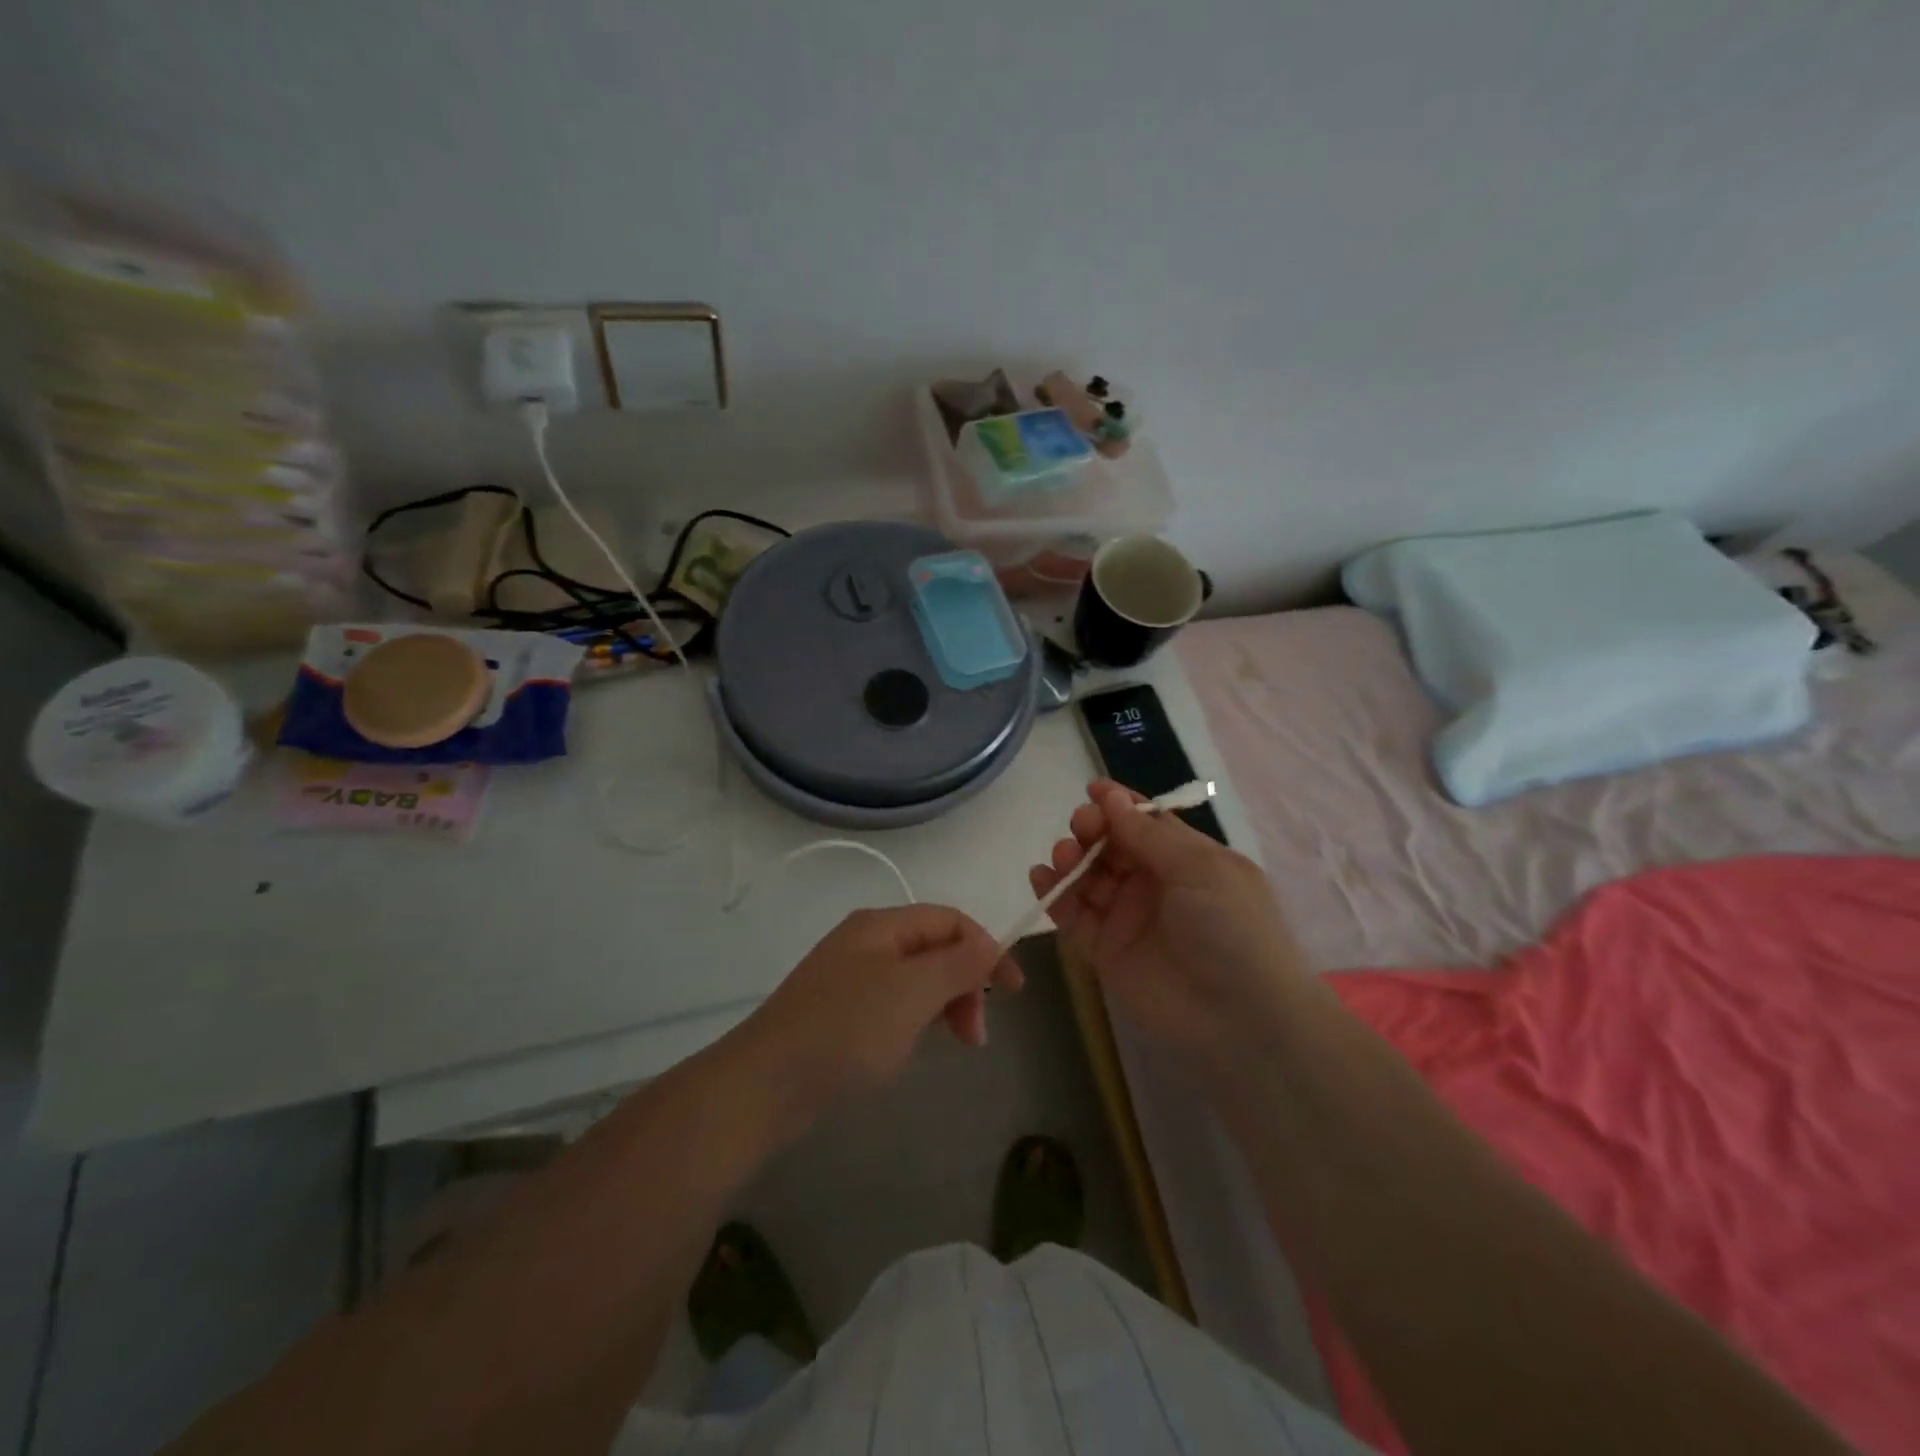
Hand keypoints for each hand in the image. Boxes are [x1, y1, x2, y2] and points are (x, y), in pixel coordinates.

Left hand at [733, 906, 1022, 1130]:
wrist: (764, 1085)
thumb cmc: (846, 1030)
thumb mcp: (912, 991)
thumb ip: (958, 963)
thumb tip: (991, 943)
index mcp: (882, 925)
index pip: (950, 920)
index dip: (987, 948)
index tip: (1014, 992)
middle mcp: (866, 942)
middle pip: (935, 947)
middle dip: (966, 982)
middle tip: (976, 1034)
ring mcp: (850, 977)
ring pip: (916, 978)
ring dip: (944, 1004)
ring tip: (954, 1043)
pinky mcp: (839, 1012)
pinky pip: (893, 1004)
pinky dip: (916, 1019)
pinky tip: (912, 1047)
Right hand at [1030, 781, 1308, 1065]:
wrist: (1240, 1016)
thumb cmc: (1231, 927)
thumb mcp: (1200, 869)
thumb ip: (1149, 834)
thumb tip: (1111, 797)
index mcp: (1186, 859)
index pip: (1145, 823)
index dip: (1118, 805)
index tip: (1092, 790)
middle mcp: (1154, 883)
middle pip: (1111, 846)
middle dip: (1092, 830)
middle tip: (1081, 827)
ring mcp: (1127, 917)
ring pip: (1088, 876)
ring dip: (1070, 859)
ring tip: (1063, 857)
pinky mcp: (1104, 950)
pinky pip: (1073, 915)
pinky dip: (1055, 895)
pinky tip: (1042, 878)